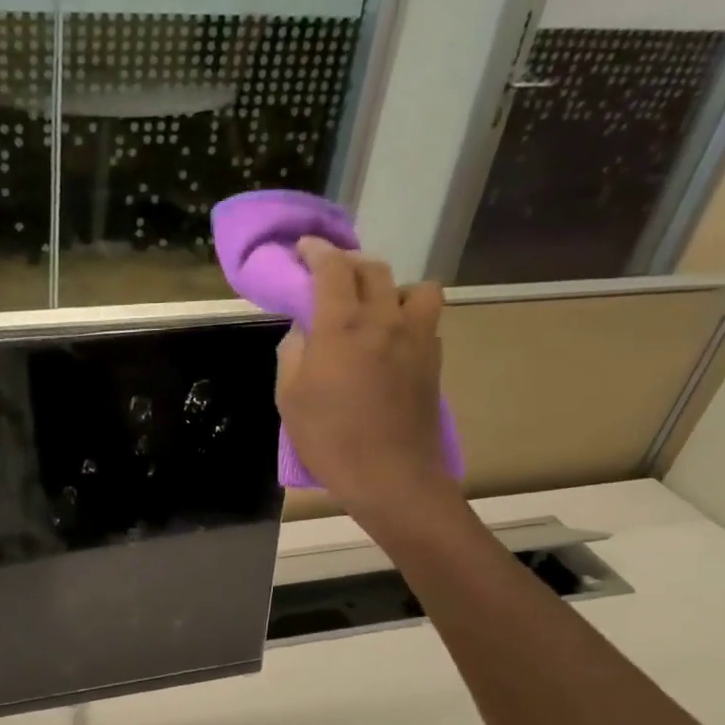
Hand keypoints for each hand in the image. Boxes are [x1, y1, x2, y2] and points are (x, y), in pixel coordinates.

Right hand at [275, 238, 463, 534]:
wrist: (391, 476)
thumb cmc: (330, 440)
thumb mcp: (290, 399)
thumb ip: (293, 355)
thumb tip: (304, 333)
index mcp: (342, 327)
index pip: (332, 270)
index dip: (316, 252)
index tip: (304, 248)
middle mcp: (384, 320)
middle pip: (373, 270)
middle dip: (348, 264)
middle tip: (330, 276)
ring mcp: (416, 338)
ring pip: (413, 288)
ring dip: (389, 287)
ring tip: (373, 307)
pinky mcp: (433, 359)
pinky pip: (426, 318)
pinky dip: (407, 315)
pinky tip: (391, 338)